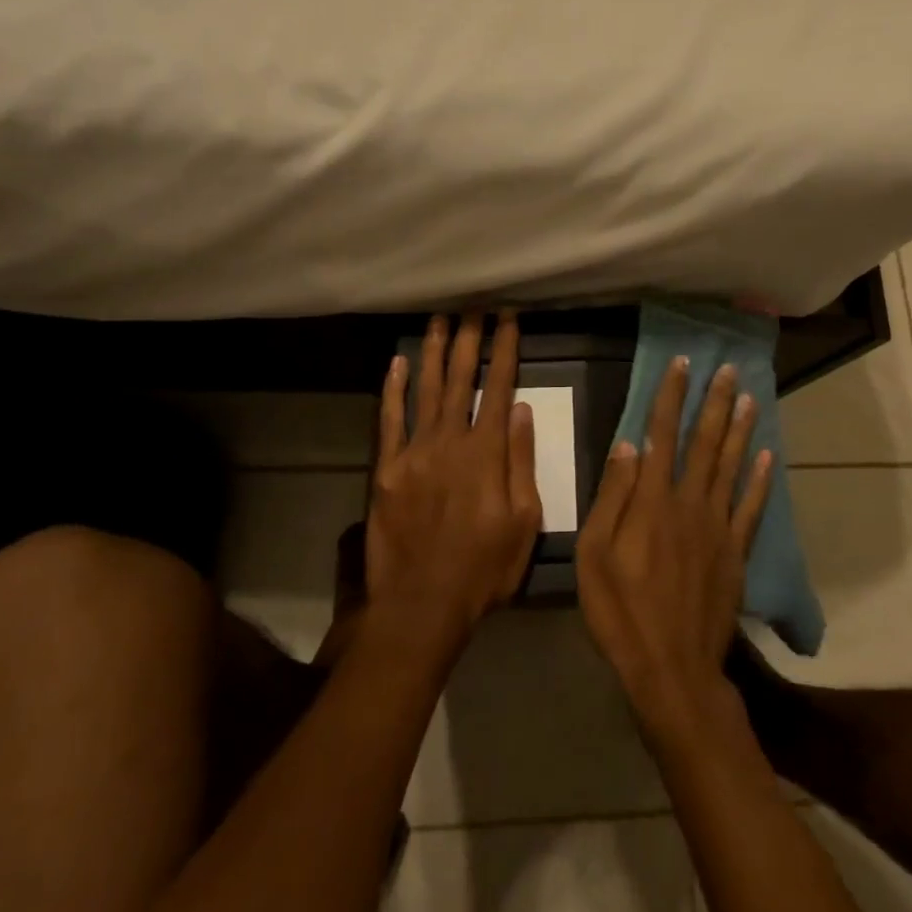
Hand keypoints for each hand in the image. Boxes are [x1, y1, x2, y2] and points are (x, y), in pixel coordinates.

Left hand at [366, 313, 542, 657]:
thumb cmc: (483, 567)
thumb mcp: (525, 521)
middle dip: (469, 339)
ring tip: (439, 319)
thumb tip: (522, 410)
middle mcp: (450, 441)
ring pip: (425, 390)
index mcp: (487, 452)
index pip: (499, 387)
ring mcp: (414, 452)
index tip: (509, 319)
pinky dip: (393, 390)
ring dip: (433, 352)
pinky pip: (389, 420)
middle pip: (461, 379)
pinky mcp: (386, 470)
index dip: (505, 349)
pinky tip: (397, 363)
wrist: (422, 605)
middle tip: (473, 307)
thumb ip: (522, 462)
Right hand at [576, 356, 774, 737]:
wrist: (672, 668)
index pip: (661, 434)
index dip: (671, 397)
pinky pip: (751, 508)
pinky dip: (760, 480)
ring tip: (749, 397)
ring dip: (739, 430)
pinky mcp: (735, 552)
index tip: (682, 365)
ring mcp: (717, 527)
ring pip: (730, 466)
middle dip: (714, 402)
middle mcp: (689, 503)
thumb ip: (612, 497)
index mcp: (652, 501)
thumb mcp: (593, 555)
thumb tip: (627, 444)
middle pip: (703, 442)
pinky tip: (768, 456)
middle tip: (727, 369)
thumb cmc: (621, 612)